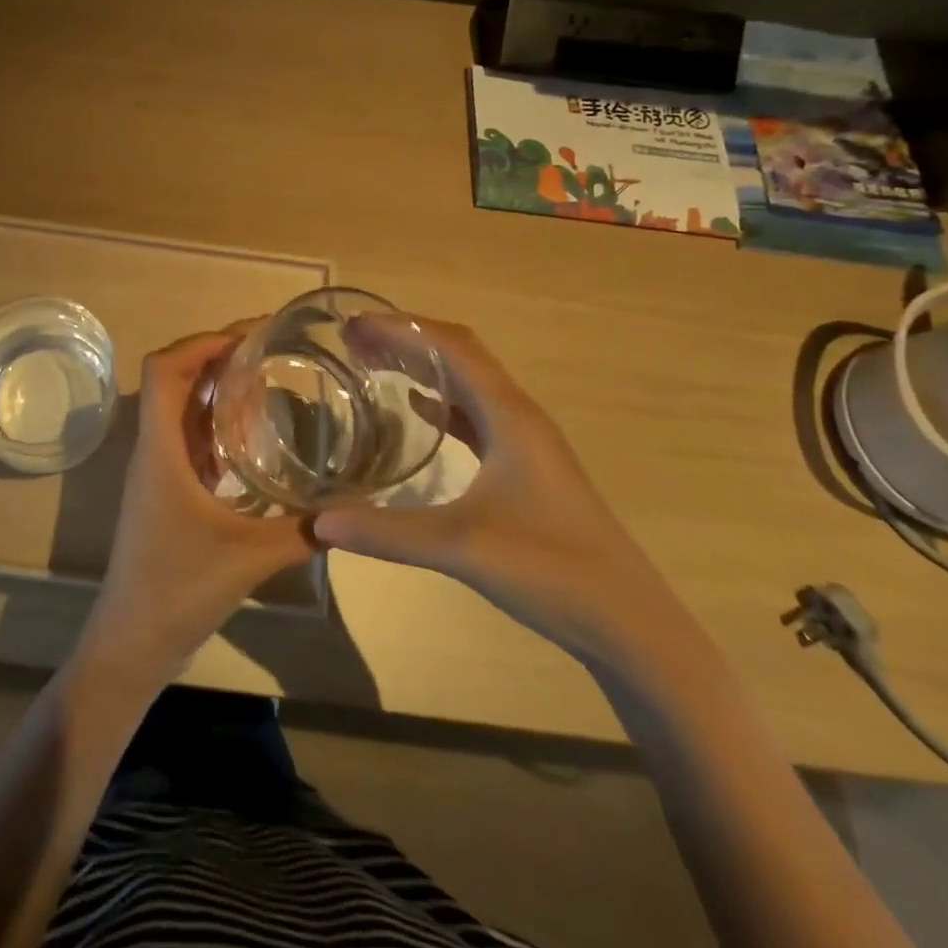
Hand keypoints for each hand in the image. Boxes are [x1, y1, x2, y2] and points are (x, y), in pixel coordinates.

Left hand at [75, 331, 317, 690]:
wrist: (131, 643)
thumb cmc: (177, 591)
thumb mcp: (248, 559)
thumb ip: (302, 531)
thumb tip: (354, 507)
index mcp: (160, 451)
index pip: (165, 371)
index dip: (201, 343)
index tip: (248, 336)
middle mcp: (153, 450)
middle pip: (173, 380)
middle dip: (215, 356)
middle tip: (267, 349)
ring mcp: (156, 472)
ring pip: (180, 409)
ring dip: (214, 387)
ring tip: (264, 377)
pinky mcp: (165, 492)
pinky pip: (187, 439)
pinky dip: (215, 424)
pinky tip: (252, 434)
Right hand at [315, 315, 684, 664]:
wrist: (630, 623)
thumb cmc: (552, 571)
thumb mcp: (461, 548)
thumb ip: (387, 532)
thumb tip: (317, 522)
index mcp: (508, 416)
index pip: (451, 347)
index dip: (401, 328)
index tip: (353, 323)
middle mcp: (517, 416)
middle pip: (458, 355)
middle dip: (406, 339)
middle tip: (352, 339)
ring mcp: (524, 441)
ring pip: (466, 383)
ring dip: (422, 365)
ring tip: (373, 362)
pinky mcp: (523, 466)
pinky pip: (474, 414)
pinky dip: (439, 400)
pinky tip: (415, 408)